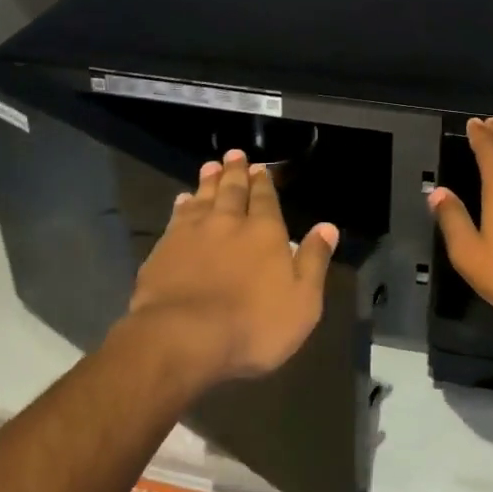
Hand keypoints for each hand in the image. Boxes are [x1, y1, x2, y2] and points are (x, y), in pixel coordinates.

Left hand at [125, 150, 337, 384]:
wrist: (183, 337)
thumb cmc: (252, 325)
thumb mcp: (302, 301)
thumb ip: (314, 261)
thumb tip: (328, 227)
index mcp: (265, 232)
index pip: (266, 199)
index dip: (264, 182)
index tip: (261, 167)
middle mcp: (229, 222)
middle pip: (233, 190)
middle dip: (236, 172)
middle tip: (234, 154)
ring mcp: (193, 233)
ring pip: (204, 197)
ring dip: (209, 180)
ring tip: (211, 166)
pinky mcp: (164, 249)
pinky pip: (177, 217)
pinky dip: (182, 205)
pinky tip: (182, 199)